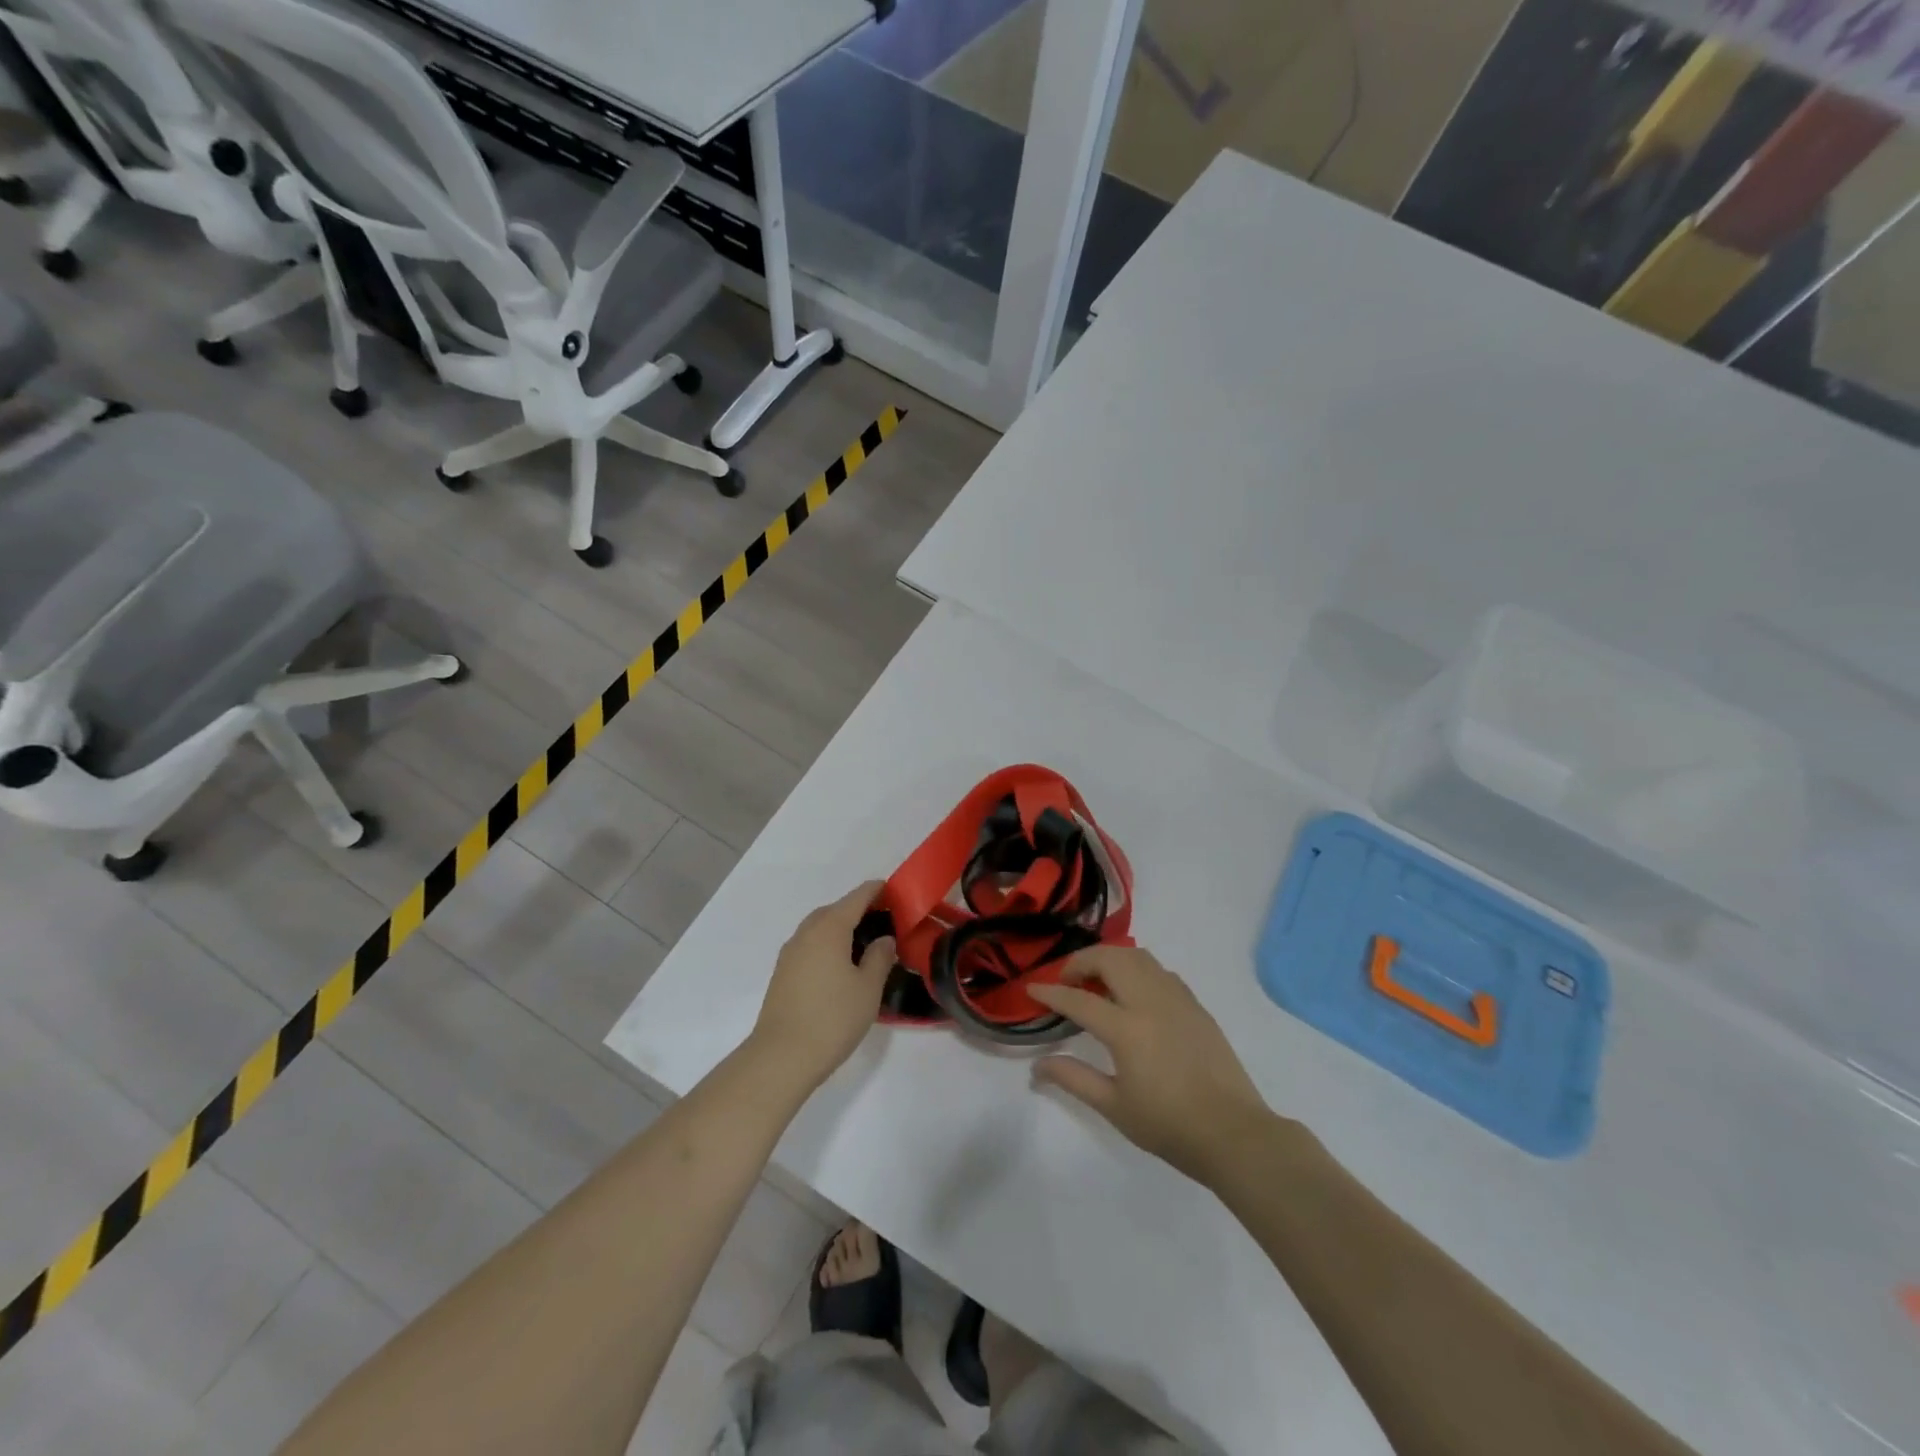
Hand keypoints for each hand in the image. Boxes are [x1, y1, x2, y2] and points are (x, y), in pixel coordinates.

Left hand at [749, 882, 895, 1093]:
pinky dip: (826, 944)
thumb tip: (884, 940)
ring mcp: (790, 953)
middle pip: (834, 910)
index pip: (856, 898)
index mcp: (829, 928)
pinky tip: (839, 965)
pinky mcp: (782, 973)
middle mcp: (806, 933)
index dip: (876, 891)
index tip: (893, 890)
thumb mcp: (868, 988)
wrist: (782, 1056)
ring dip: (839, 928)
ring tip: (862, 943)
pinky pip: (809, 946)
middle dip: (857, 909)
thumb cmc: (833, 1018)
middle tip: (882, 920)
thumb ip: (879, 958)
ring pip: (819, 928)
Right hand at [1028, 947, 1274, 1186]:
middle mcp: (1150, 1002)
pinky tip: (1134, 994)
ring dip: (1111, 959)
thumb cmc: (1169, 1126)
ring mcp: (1177, 999)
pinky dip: (1138, 970)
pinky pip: (1160, 971)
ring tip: (1098, 982)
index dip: (1051, 992)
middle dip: (1080, 962)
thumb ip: (1074, 1079)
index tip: (1032, 988)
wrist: (1233, 1134)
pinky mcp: (1196, 1005)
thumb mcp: (1114, 1107)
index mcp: (1127, 1029)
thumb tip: (1038, 1066)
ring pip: (1138, 957)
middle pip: (1109, 959)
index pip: (1078, 999)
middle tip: (1067, 981)